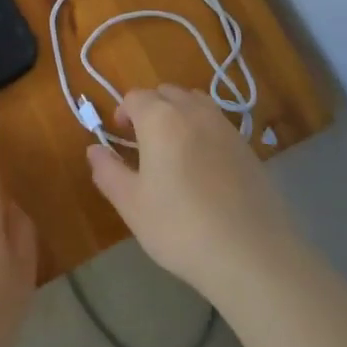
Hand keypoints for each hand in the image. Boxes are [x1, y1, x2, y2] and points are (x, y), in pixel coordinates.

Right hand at [87, 86, 302, 303]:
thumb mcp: (132, 205)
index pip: (136, 97)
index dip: (123, 111)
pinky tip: (202, 168)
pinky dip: (202, 131)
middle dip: (150, 108)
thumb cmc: (181, 228)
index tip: (119, 136)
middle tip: (142, 143)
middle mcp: (195, 111)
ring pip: (195, 103)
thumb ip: (108, 171)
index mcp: (161, 119)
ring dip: (178, 114)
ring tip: (172, 151)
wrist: (252, 253)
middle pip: (167, 93)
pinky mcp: (248, 146)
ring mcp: (226, 126)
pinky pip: (217, 124)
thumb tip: (94, 149)